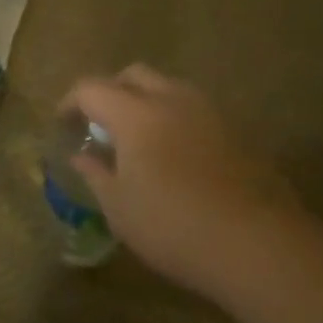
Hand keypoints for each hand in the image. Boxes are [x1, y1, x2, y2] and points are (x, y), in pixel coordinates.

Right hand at [62, 65, 297, 290]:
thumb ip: (95, 174)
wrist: (259, 247)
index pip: (91, 88)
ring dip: (147, 101)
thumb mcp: (119, 208)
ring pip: (169, 88)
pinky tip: (176, 156)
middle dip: (111, 91)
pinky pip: (196, 111)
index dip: (71, 102)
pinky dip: (176, 120)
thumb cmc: (174, 227)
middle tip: (101, 123)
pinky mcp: (238, 134)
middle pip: (133, 75)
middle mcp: (172, 100)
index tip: (63, 123)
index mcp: (135, 114)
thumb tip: (82, 156)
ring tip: (139, 138)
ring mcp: (210, 113)